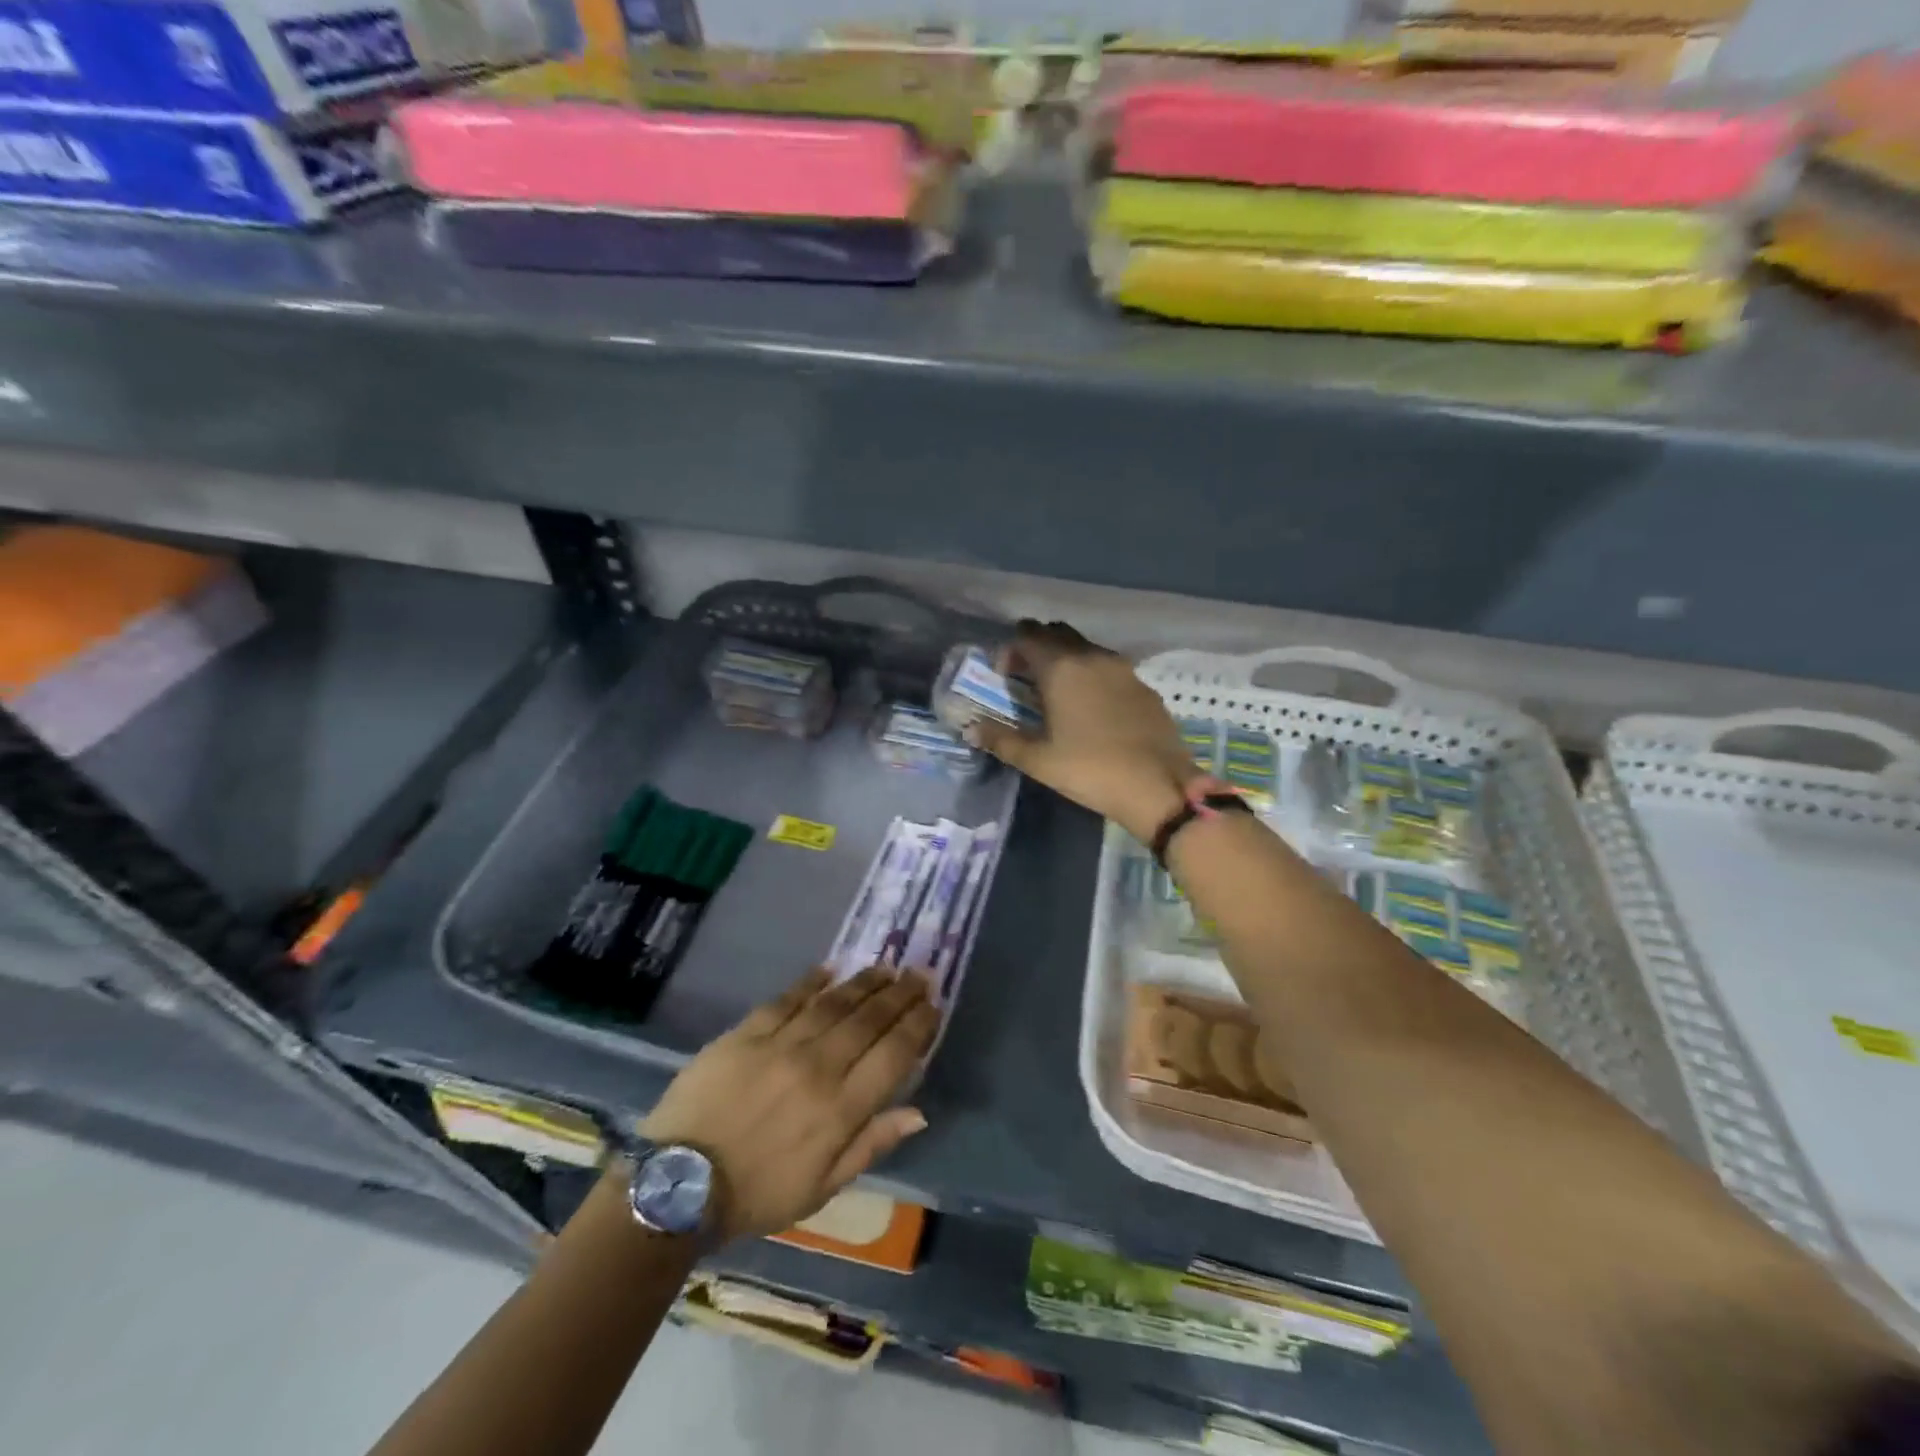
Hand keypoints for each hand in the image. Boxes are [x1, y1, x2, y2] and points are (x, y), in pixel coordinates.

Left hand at [638, 966, 936, 1242]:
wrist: (679, 1184)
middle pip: (869, 1021)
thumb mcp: (822, 1188)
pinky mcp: (746, 1033)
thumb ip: (871, 1144)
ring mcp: (780, 1045)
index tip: (934, 1006)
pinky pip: (787, 999)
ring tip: (886, 968)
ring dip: (865, 983)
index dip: (918, 1026)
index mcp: (840, 1109)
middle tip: (919, 974)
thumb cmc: (758, 1194)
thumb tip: (918, 1112)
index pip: (894, 1055)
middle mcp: (818, 1067)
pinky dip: (811, 982)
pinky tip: (830, 969)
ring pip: (834, 1003)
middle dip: (900, 995)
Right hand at [968, 620, 1201, 841]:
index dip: (1010, 649)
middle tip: (1027, 676)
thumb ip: (1002, 740)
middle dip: (1038, 646)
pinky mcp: (1143, 686)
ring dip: (1066, 658)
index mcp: (1061, 669)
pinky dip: (1092, 674)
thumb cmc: (1090, 770)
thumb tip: (972, 728)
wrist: (1158, 786)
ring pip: (1086, 647)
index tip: (1004, 674)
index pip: (1028, 636)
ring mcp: (1123, 669)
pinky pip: (1109, 667)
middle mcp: (1092, 657)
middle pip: (1057, 633)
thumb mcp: (1038, 760)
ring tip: (1058, 691)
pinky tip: (1092, 706)